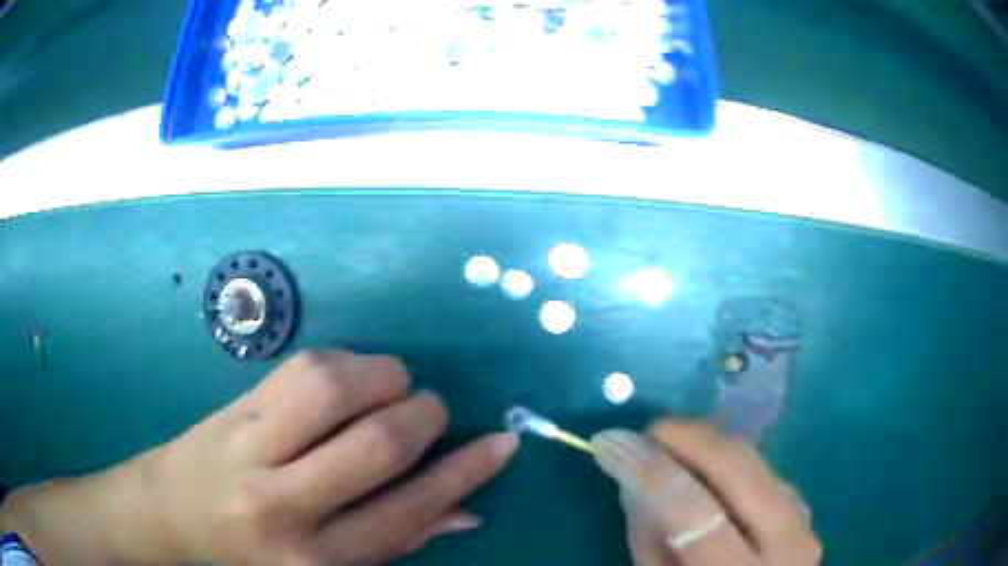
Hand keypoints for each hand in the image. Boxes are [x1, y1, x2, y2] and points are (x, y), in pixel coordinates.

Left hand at [1, 350, 518, 564]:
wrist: (172, 514)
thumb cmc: (254, 551)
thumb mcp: (327, 561)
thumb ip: (398, 537)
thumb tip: (466, 512)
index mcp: (317, 558)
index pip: (408, 512)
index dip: (463, 474)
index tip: (501, 443)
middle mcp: (284, 507)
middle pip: (376, 444)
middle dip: (422, 416)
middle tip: (429, 409)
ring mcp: (250, 451)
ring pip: (333, 389)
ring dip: (381, 377)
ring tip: (390, 385)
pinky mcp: (232, 410)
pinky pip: (301, 369)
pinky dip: (344, 363)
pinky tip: (347, 378)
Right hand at [591, 422, 820, 565]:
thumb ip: (649, 538)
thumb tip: (634, 477)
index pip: (696, 513)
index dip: (651, 473)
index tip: (610, 443)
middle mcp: (786, 543)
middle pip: (739, 469)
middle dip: (687, 439)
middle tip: (644, 432)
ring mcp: (803, 520)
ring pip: (754, 461)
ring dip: (707, 445)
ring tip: (668, 448)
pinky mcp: (803, 509)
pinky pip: (762, 471)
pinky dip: (727, 460)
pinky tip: (702, 468)